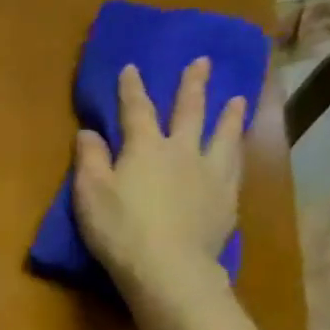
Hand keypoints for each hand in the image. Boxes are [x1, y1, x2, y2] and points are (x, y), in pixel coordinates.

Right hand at [72, 59, 248, 301]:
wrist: (169, 267)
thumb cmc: (120, 230)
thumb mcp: (90, 194)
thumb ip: (90, 160)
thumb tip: (89, 131)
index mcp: (145, 148)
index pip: (137, 110)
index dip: (132, 88)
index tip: (133, 67)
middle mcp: (183, 151)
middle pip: (189, 112)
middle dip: (193, 86)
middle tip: (203, 62)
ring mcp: (210, 174)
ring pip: (223, 135)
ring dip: (229, 115)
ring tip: (237, 99)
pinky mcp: (226, 200)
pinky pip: (236, 167)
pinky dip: (237, 153)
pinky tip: (240, 151)